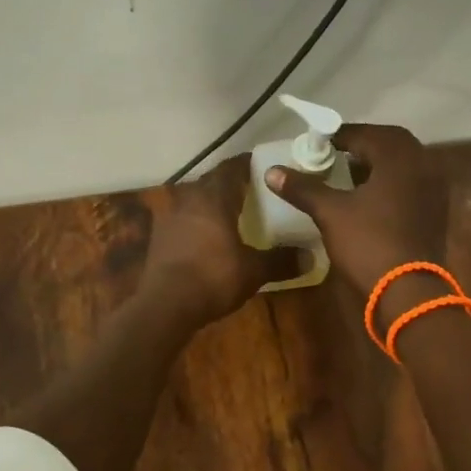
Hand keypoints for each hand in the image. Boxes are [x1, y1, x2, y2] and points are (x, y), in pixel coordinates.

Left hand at [139, 156, 302, 327]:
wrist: (165, 305)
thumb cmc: (213, 278)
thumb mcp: (253, 271)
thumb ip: (281, 260)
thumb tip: (311, 257)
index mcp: (214, 198)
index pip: (231, 168)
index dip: (247, 164)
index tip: (263, 166)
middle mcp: (189, 199)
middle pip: (211, 181)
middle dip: (230, 183)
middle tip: (251, 190)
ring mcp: (170, 217)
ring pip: (194, 199)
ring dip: (211, 202)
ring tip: (230, 212)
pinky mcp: (159, 237)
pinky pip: (183, 219)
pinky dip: (197, 221)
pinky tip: (207, 236)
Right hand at [265, 123, 447, 299]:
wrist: (408, 292)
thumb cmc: (368, 243)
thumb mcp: (330, 213)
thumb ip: (303, 188)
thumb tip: (271, 172)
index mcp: (398, 157)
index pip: (364, 134)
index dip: (338, 137)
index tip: (316, 144)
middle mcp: (422, 164)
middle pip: (389, 143)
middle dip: (361, 146)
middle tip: (334, 155)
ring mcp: (434, 189)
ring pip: (402, 164)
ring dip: (377, 164)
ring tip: (348, 175)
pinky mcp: (436, 211)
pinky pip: (411, 184)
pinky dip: (391, 183)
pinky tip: (369, 199)